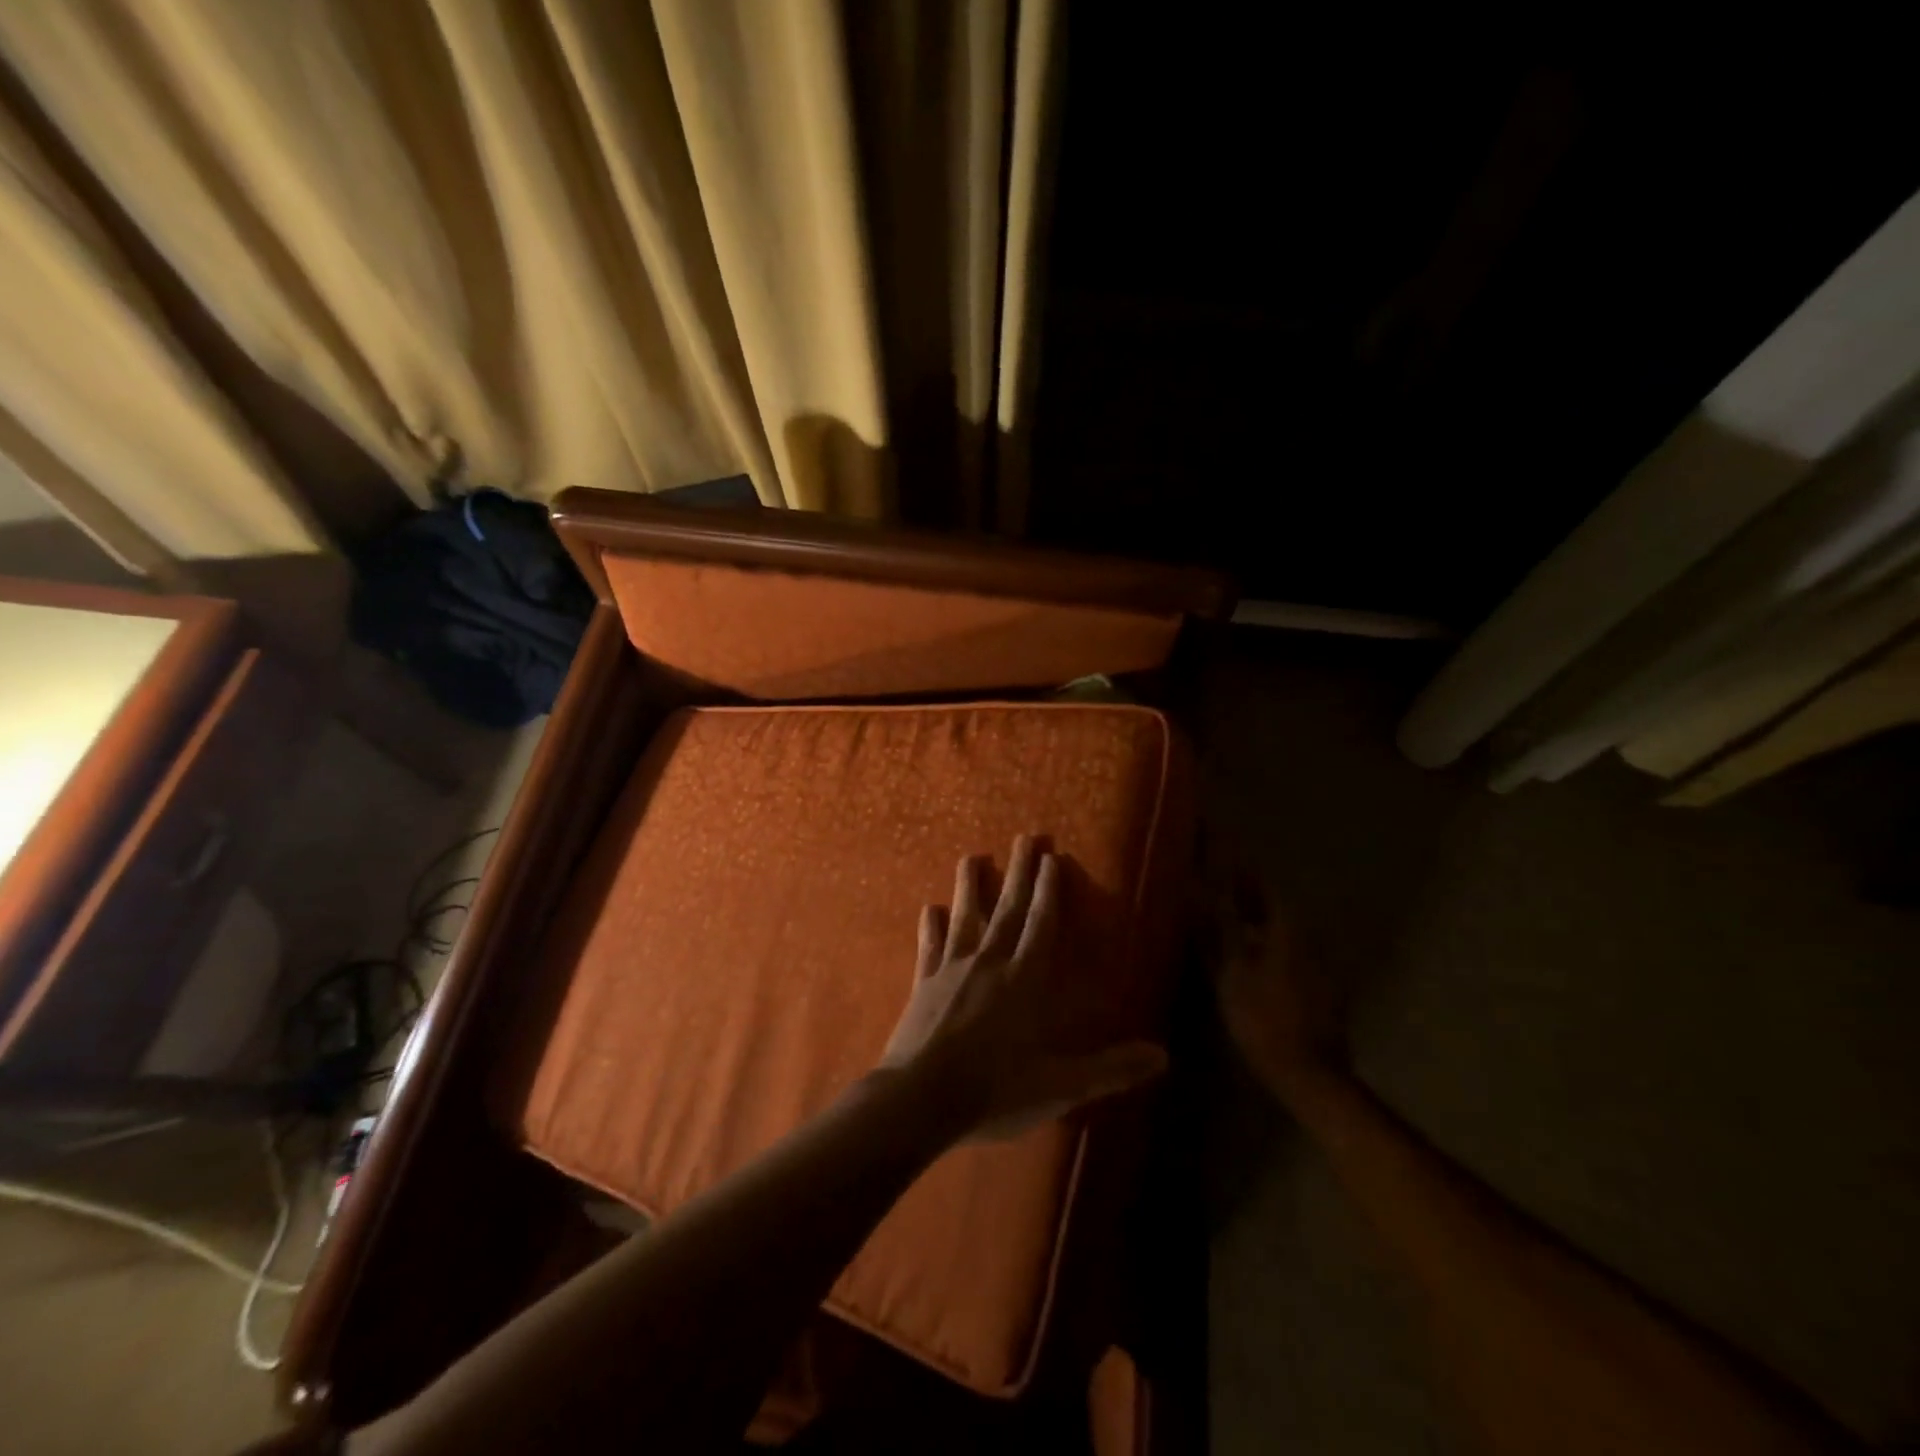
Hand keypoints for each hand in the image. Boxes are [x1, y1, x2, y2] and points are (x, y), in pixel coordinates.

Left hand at [880, 836, 1167, 1140]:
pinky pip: (929, 947)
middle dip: (1018, 872)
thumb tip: (1163, 1055)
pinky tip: (928, 909)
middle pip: (1007, 909)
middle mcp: (990, 963)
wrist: (921, 1099)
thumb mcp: (1061, 1087)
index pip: (1041, 924)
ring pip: (964, 917)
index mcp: (1025, 980)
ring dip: (969, 886)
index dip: (1050, 890)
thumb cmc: (995, 1090)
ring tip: (971, 857)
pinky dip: (930, 927)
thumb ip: (1110, 1069)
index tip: (1052, 856)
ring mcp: (952, 970)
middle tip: (1024, 837)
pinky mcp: (923, 984)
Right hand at [1215, 873, 1348, 1106]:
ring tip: (1225, 919)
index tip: (1218, 858)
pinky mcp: (1318, 988)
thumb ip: (1218, 928)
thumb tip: (1200, 890)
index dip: (1241, 870)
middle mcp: (1307, 939)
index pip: (1264, 885)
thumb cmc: (1262, 1019)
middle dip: (1247, 894)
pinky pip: (1288, 952)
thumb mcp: (1231, 972)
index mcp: (1287, 930)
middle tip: (1216, 886)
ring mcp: (1317, 965)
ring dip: (1256, 920)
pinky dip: (1266, 945)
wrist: (1308, 1074)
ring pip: (1281, 930)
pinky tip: (1246, 956)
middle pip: (1275, 906)